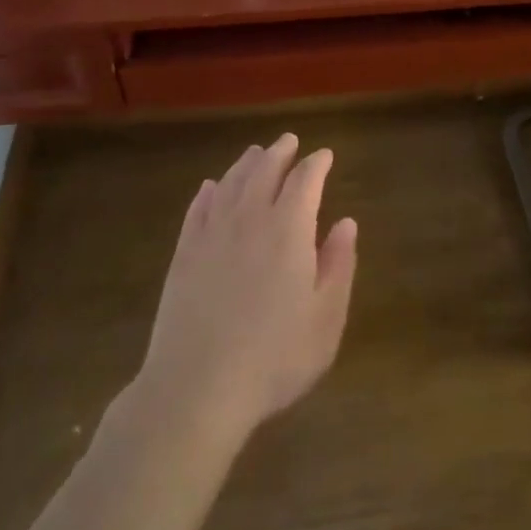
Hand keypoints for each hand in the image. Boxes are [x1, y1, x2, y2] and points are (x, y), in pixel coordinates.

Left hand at [139, 134, 357, 443]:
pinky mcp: (184, 254)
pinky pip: (198, 209)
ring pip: (231, 183)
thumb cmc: (274, 357)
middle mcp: (250, 219)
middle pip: (265, 171)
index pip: (306, 180)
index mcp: (289, 229)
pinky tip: (211, 188)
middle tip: (289, 141)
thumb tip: (347, 222)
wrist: (196, 388)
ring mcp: (212, 234)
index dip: (317, 164)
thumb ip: (339, 264)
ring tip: (255, 154)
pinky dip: (209, 192)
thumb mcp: (325, 318)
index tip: (325, 155)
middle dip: (280, 152)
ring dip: (247, 164)